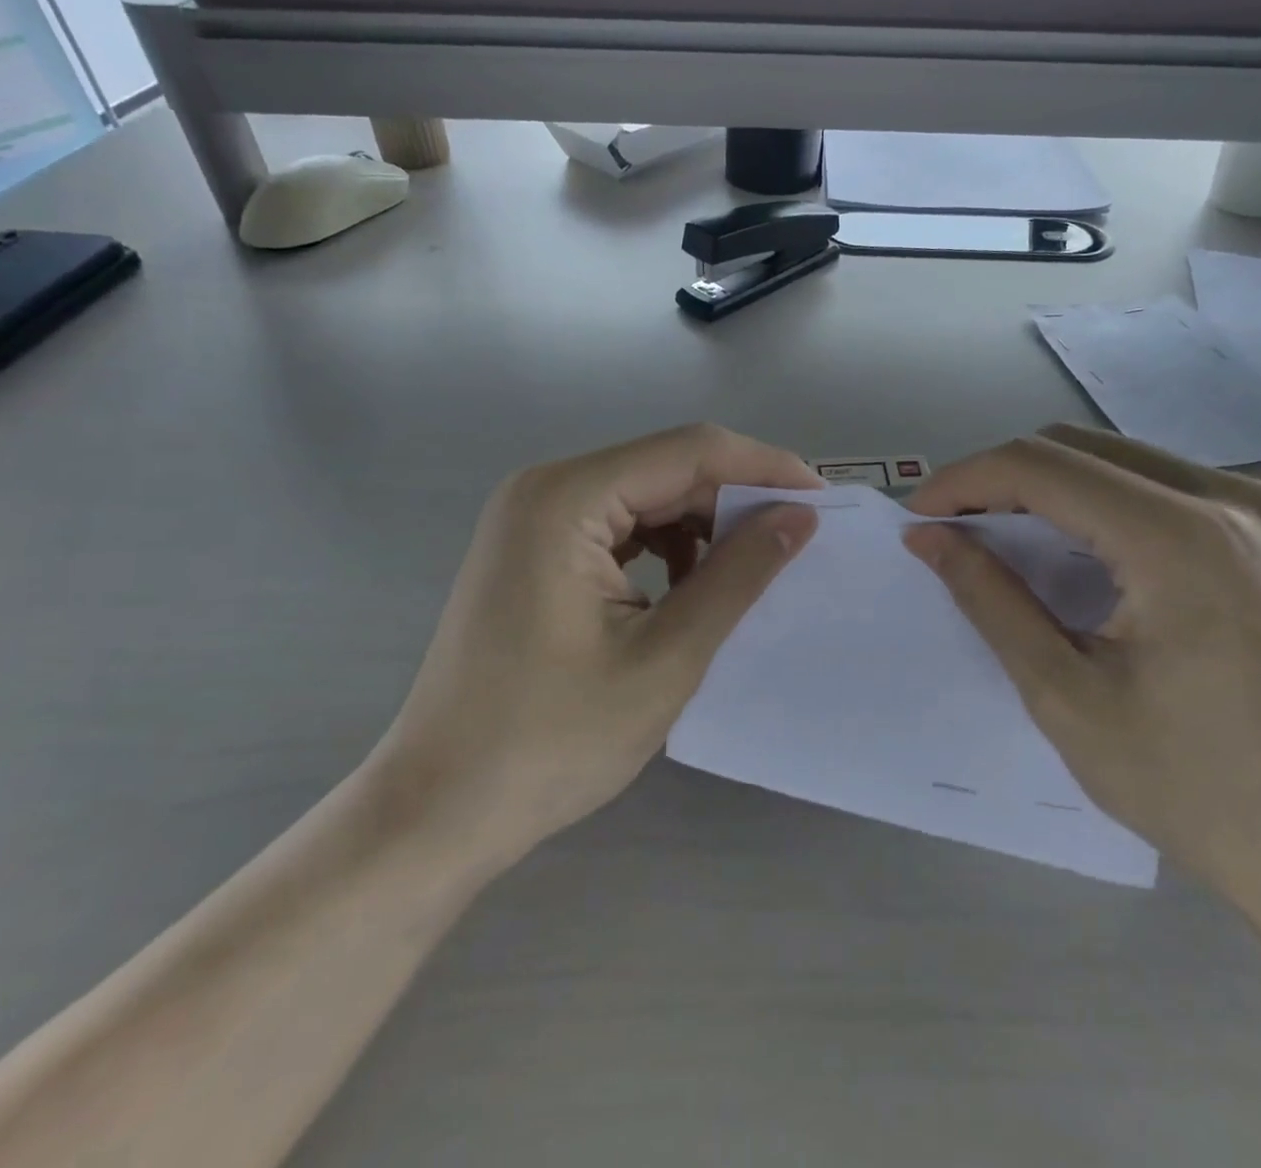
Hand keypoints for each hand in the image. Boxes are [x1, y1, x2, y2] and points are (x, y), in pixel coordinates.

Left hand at [372, 424, 818, 861]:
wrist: (438, 810)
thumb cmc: (549, 743)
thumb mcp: (665, 659)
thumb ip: (737, 576)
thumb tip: (799, 516)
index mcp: (565, 499)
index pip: (688, 450)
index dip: (763, 468)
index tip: (822, 501)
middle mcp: (544, 489)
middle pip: (665, 468)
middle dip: (734, 500)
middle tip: (797, 542)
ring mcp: (532, 519)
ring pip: (645, 496)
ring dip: (702, 526)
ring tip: (746, 574)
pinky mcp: (534, 550)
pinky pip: (618, 527)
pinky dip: (665, 547)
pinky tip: (689, 589)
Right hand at [904, 424, 1260, 924]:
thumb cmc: (1192, 788)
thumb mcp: (1065, 695)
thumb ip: (989, 599)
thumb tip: (929, 537)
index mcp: (1182, 540)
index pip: (1042, 467)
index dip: (965, 481)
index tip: (919, 516)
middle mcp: (1231, 500)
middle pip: (1077, 447)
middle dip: (999, 477)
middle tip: (953, 528)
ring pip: (1116, 457)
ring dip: (1045, 485)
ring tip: (999, 535)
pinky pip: (1156, 482)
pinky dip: (1095, 500)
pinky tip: (1072, 547)